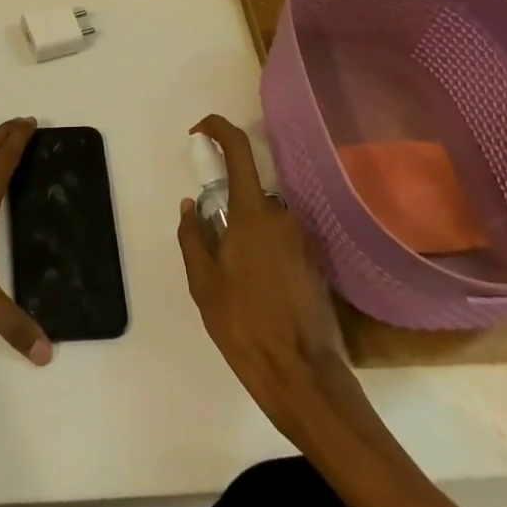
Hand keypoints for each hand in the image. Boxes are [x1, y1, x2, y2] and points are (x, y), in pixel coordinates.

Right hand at [176, 115, 367, 437]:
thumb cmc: (244, 325)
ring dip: (248, 233)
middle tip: (212, 244)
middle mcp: (283, 217)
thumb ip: (192, 235)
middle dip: (228, 206)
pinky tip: (258, 291)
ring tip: (235, 279)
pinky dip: (266, 251)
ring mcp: (303, 240)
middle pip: (250, 191)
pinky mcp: (315, 263)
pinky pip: (282, 240)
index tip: (198, 133)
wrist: (302, 377)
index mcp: (253, 214)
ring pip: (266, 219)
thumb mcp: (203, 283)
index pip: (238, 149)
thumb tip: (191, 205)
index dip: (218, 129)